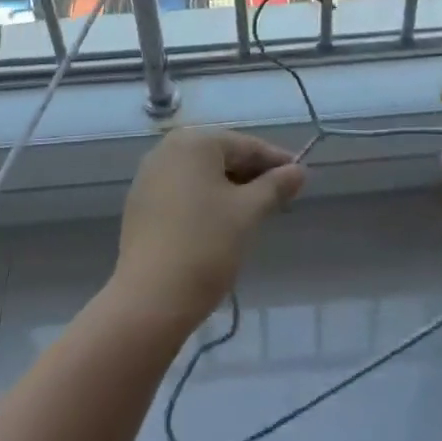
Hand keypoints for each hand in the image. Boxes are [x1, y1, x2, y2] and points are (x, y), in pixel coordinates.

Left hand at [112, 128, 305, 329]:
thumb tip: (299, 171)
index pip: (245, 145)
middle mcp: (167, 149)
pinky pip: (183, 191)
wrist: (150, 298)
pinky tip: (221, 222)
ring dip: (229, 188)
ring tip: (255, 211)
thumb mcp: (248, 213)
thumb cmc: (206, 245)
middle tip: (280, 197)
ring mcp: (150, 176)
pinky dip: (205, 199)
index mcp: (194, 142)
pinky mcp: (141, 203)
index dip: (275, 161)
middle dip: (252, 174)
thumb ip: (275, 186)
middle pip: (221, 156)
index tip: (300, 176)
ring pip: (201, 174)